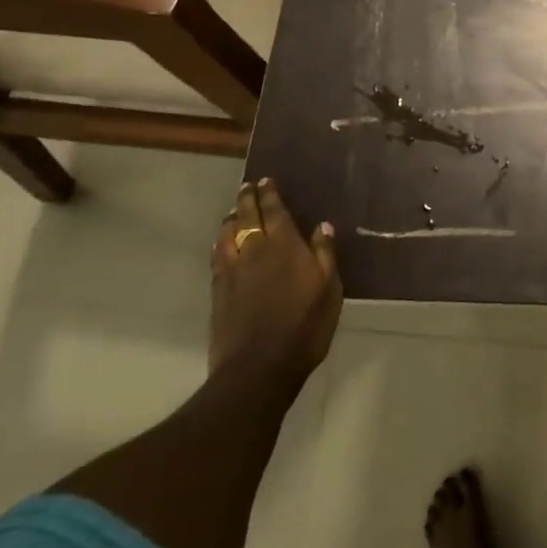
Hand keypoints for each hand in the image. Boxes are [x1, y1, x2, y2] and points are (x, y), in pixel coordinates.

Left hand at [211, 178, 341, 389]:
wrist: (258, 367)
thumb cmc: (304, 327)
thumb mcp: (329, 290)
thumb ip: (324, 254)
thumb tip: (322, 225)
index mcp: (284, 245)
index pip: (275, 210)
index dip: (270, 194)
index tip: (266, 180)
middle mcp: (254, 249)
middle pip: (247, 216)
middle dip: (248, 198)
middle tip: (247, 186)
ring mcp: (232, 269)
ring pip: (227, 233)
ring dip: (231, 218)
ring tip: (234, 211)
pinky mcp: (218, 290)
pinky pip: (217, 255)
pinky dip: (220, 242)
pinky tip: (222, 243)